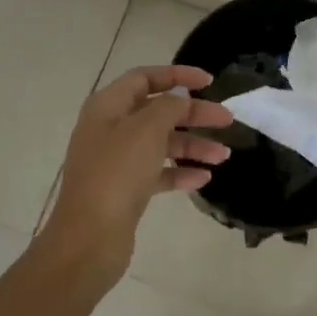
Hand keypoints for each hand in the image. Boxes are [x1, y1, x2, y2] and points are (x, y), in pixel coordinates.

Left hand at [41, 65, 232, 283]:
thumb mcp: (146, 129)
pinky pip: (157, 173)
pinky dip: (180, 172)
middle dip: (193, 114)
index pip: (145, 78)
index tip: (209, 82)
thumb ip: (169, 107)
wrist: (89, 240)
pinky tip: (203, 179)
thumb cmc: (117, 174)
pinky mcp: (123, 190)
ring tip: (223, 156)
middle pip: (157, 111)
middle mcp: (109, 129)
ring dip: (192, 146)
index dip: (177, 75)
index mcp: (107, 106)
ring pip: (160, 143)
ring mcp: (115, 161)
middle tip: (227, 120)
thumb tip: (179, 99)